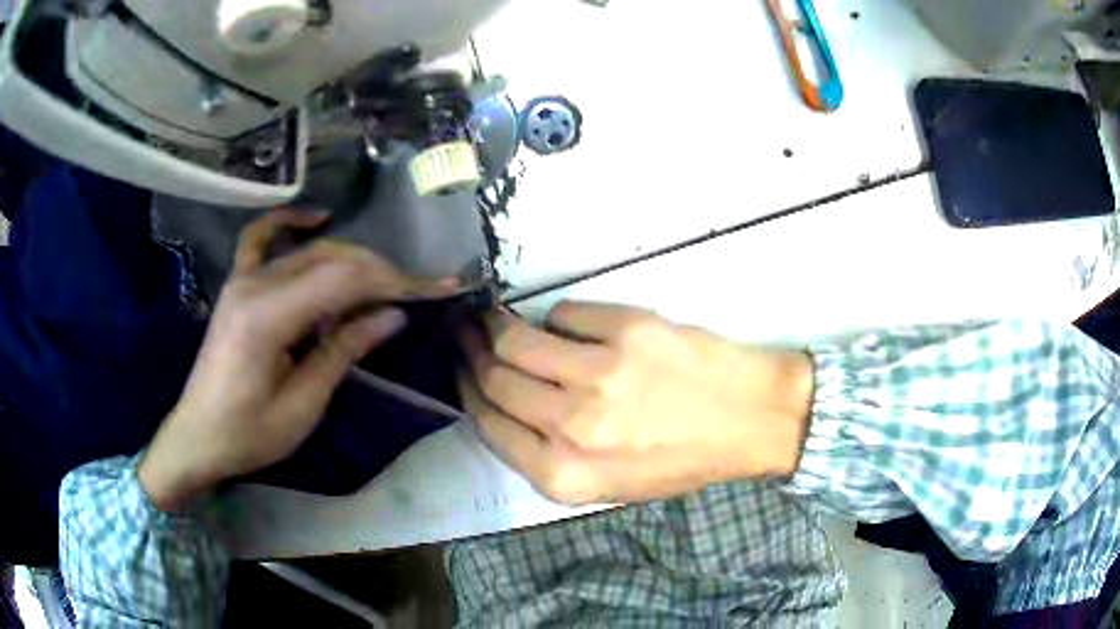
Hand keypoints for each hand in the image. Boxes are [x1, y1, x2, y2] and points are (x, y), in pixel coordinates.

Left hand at [140, 210, 456, 509]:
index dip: (392, 282)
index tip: (433, 290)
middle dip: (379, 272)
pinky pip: (260, 239)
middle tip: (417, 292)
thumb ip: (343, 351)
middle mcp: (254, 284)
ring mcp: (242, 279)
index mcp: (267, 317)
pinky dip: (289, 223)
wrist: (198, 437)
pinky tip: (316, 219)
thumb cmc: (249, 434)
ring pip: (308, 251)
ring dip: (351, 260)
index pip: (342, 281)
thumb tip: (394, 316)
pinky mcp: (236, 285)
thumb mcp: (303, 405)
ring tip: (384, 282)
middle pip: (330, 259)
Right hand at [458, 302, 813, 503]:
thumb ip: (549, 455)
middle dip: (470, 351)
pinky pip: (564, 313)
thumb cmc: (679, 458)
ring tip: (490, 316)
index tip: (460, 368)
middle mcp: (573, 427)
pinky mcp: (626, 330)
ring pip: (515, 340)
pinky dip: (557, 319)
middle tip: (465, 332)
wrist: (749, 419)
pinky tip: (569, 327)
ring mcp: (599, 374)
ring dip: (495, 324)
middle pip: (494, 378)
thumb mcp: (607, 484)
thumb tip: (504, 401)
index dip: (465, 389)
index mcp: (564, 476)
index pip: (488, 423)